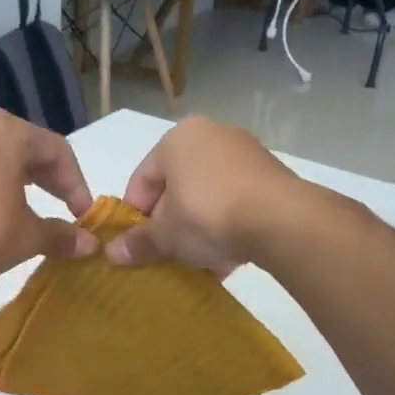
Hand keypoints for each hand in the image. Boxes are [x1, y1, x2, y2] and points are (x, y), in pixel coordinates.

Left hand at [0, 110, 97, 281]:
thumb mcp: (29, 236)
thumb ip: (61, 235)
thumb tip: (89, 245)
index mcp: (7, 131)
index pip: (56, 150)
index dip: (76, 183)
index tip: (83, 214)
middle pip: (23, 148)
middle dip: (48, 180)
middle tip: (63, 209)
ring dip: (15, 182)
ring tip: (27, 210)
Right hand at [103, 116, 297, 272]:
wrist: (281, 220)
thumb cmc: (207, 215)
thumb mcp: (165, 235)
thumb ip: (138, 243)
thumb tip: (113, 254)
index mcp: (177, 139)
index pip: (142, 179)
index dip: (134, 215)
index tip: (136, 244)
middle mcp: (211, 135)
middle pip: (176, 186)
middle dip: (169, 222)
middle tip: (166, 253)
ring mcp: (245, 152)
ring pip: (207, 195)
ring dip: (198, 227)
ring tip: (197, 260)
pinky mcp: (271, 174)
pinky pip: (236, 201)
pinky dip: (226, 225)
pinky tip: (225, 256)